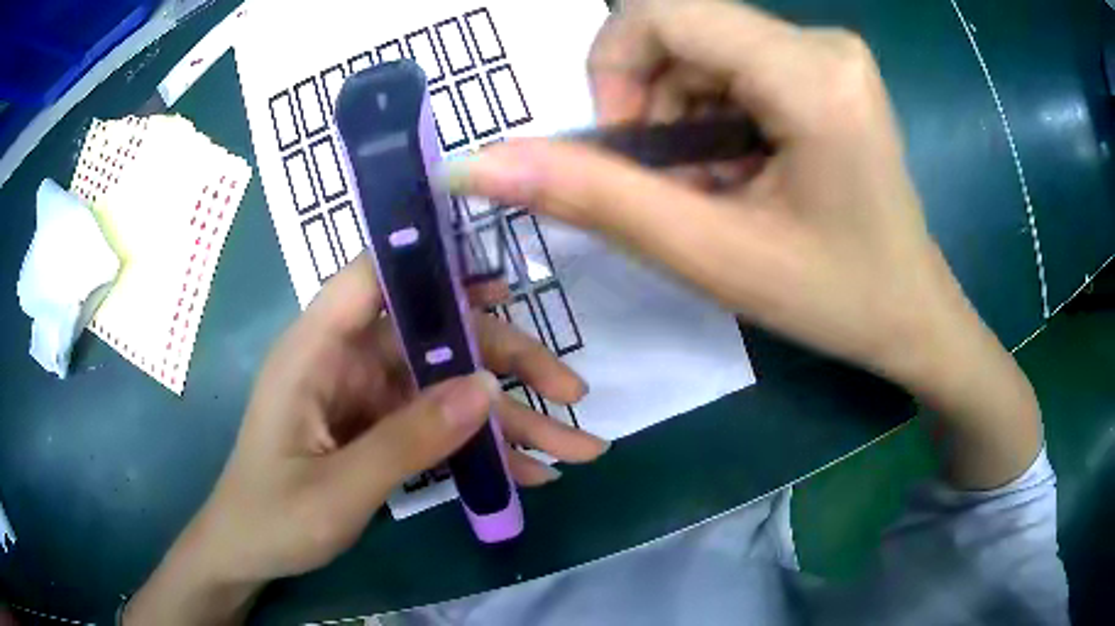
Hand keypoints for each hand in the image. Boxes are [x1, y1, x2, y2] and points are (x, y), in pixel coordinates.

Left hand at [124, 257, 606, 624]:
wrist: (249, 554)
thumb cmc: (274, 517)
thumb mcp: (339, 489)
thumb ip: (409, 440)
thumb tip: (483, 389)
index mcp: (315, 351)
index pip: (372, 277)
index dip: (431, 261)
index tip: (500, 270)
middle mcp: (346, 361)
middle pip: (435, 337)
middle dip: (506, 362)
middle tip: (572, 388)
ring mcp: (367, 398)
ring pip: (449, 388)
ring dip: (512, 418)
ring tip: (578, 445)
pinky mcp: (380, 430)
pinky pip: (439, 428)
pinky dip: (484, 450)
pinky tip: (532, 474)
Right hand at [444, 0, 1039, 488]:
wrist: (913, 316)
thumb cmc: (837, 300)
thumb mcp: (714, 256)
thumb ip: (596, 199)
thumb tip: (483, 163)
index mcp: (811, 75)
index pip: (659, 11)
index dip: (613, 71)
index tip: (625, 148)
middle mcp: (823, 43)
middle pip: (681, 31)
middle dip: (652, 104)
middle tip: (677, 184)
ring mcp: (830, 53)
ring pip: (704, 51)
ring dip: (683, 117)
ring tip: (718, 189)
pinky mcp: (828, 70)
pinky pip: (737, 66)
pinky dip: (715, 116)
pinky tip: (743, 172)